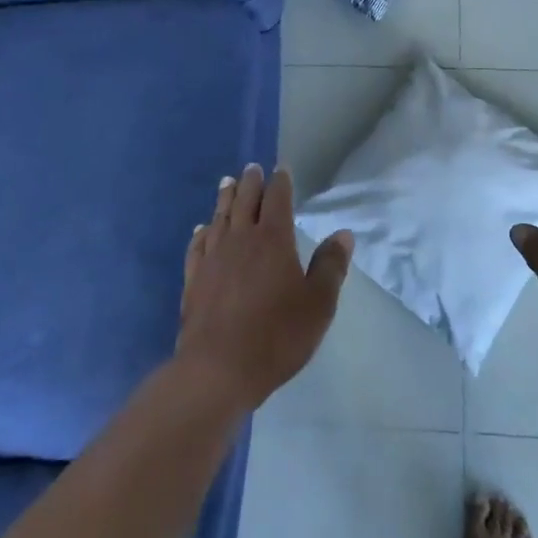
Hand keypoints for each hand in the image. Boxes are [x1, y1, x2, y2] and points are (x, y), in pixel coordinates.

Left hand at [176, 163, 353, 414]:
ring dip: (225, 198)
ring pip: (219, 217)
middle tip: (252, 168)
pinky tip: (202, 229)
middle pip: (245, 201)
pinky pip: (198, 246)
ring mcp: (213, 258)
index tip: (281, 169)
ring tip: (227, 183)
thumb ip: (330, 266)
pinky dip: (202, 232)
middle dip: (250, 183)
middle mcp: (241, 239)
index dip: (281, 182)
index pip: (278, 199)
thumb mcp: (318, 304)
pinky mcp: (194, 279)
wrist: (219, 368)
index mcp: (273, 240)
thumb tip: (343, 234)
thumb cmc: (277, 335)